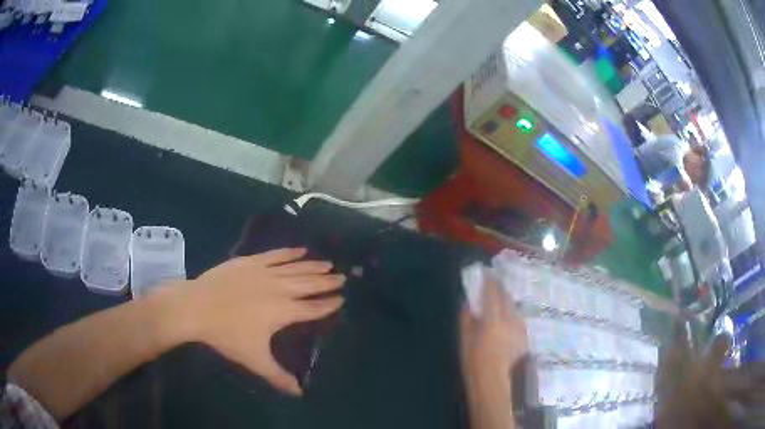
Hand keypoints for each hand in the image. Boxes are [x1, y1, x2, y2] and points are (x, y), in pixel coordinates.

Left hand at [172, 248, 344, 395]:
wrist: (197, 307)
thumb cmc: (226, 334)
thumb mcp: (254, 359)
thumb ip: (278, 376)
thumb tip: (299, 392)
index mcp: (283, 312)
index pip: (312, 308)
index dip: (328, 304)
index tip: (342, 299)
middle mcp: (279, 289)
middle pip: (309, 284)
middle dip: (327, 282)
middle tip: (343, 277)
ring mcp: (264, 272)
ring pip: (295, 267)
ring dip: (313, 266)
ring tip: (328, 264)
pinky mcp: (250, 262)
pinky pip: (275, 255)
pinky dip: (289, 252)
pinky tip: (300, 249)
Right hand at [460, 272, 527, 383]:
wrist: (493, 381)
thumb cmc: (474, 362)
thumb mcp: (465, 340)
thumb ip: (467, 320)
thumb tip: (468, 304)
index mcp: (492, 320)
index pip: (492, 294)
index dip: (489, 281)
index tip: (487, 273)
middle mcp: (509, 320)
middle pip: (506, 298)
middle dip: (500, 288)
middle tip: (495, 283)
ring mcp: (519, 328)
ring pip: (515, 307)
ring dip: (508, 300)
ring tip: (502, 299)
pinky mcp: (523, 337)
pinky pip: (518, 319)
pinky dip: (513, 313)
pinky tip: (509, 318)